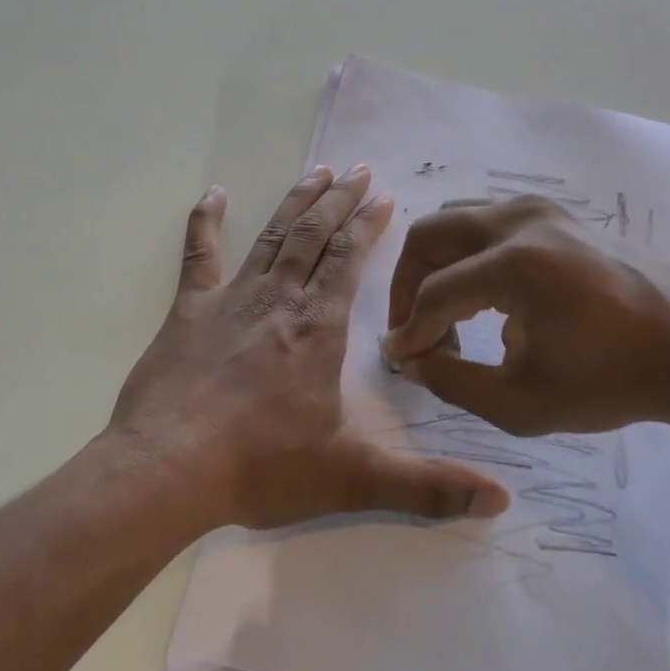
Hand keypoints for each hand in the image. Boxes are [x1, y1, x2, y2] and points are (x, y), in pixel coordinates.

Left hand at [110, 167, 511, 531]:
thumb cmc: (261, 469)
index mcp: (319, 329)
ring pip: (272, 237)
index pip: (350, 261)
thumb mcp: (352, 480)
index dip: (368, 226)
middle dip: (340, 201)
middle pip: (315, 236)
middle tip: (359, 170)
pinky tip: (213, 194)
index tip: (384, 198)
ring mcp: (230, 301)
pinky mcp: (187, 312)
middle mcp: (279, 301)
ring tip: (317, 171)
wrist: (167, 472)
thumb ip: (427, 488)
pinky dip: (204, 221)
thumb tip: (501, 500)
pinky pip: (198, 255)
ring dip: (297, 202)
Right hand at [382, 197, 669, 436]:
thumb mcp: (522, 402)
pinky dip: (472, 257)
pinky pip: (491, 224)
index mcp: (514, 264)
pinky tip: (490, 303)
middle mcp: (521, 221)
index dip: (409, 332)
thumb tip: (411, 359)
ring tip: (449, 318)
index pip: (433, 294)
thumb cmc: (613, 382)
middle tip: (414, 329)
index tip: (401, 361)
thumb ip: (452, 382)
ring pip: (458, 221)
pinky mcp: (561, 216)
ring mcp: (544, 210)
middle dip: (408, 284)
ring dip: (439, 267)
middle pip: (430, 235)